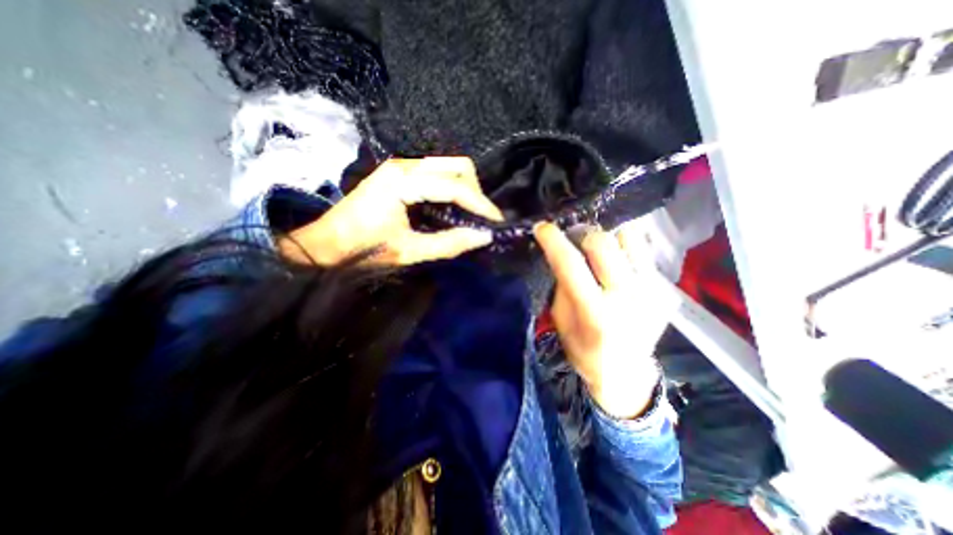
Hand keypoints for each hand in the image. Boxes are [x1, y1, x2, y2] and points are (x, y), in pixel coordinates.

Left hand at [280, 158, 504, 267]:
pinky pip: (437, 174)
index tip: (497, 223)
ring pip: (449, 167)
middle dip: (476, 192)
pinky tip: (455, 208)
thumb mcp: (409, 252)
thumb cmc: (362, 251)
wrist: (325, 245)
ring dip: (466, 189)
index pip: (455, 187)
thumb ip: (449, 244)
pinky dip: (453, 189)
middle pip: (457, 166)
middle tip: (483, 219)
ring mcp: (401, 166)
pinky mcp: (400, 174)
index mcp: (403, 182)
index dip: (480, 205)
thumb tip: (483, 237)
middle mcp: (404, 165)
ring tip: (473, 215)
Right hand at [535, 225, 677, 420]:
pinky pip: (643, 253)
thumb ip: (563, 284)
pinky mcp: (667, 290)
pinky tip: (617, 265)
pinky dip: (625, 251)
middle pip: (604, 243)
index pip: (571, 264)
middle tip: (574, 239)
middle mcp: (628, 297)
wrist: (624, 372)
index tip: (542, 227)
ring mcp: (653, 291)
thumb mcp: (561, 319)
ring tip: (598, 249)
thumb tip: (564, 251)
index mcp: (595, 312)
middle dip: (583, 234)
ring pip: (631, 238)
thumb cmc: (583, 348)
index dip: (553, 241)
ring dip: (609, 237)